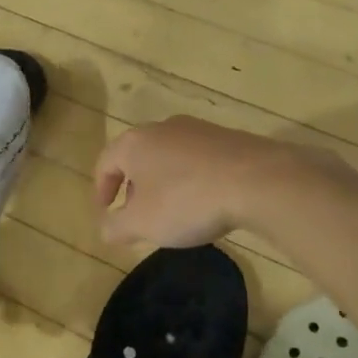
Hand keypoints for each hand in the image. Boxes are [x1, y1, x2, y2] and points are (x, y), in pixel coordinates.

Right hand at [93, 117, 306, 248]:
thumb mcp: (142, 224)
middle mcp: (162, 128)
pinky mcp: (227, 137)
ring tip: (173, 211)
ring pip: (168, 156)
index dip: (101, 190)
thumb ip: (115, 227)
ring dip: (163, 182)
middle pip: (137, 157)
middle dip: (133, 187)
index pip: (105, 163)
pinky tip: (205, 201)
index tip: (105, 212)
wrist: (257, 180)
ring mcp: (197, 129)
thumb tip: (105, 229)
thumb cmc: (186, 201)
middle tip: (138, 214)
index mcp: (134, 143)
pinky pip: (197, 159)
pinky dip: (191, 178)